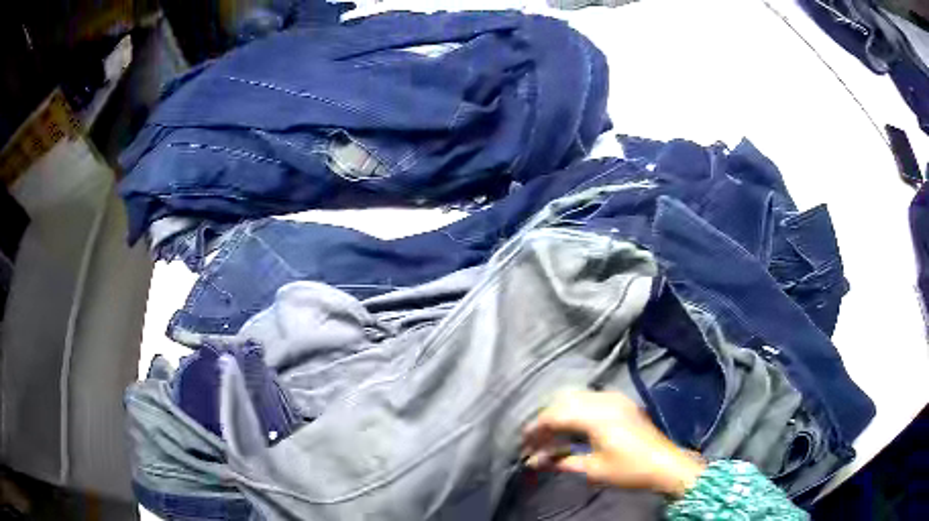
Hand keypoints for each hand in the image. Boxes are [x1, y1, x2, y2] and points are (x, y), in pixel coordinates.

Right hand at [521, 390, 705, 497]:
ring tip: (552, 436)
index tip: (523, 443)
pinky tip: (573, 428)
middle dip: (546, 421)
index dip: (535, 428)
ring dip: (561, 415)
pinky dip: (576, 411)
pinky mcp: (622, 403)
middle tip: (536, 442)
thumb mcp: (593, 469)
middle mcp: (604, 400)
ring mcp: (615, 399)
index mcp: (595, 415)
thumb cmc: (628, 469)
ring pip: (576, 398)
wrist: (665, 464)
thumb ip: (562, 461)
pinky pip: (590, 400)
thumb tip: (534, 462)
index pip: (555, 415)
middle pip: (563, 403)